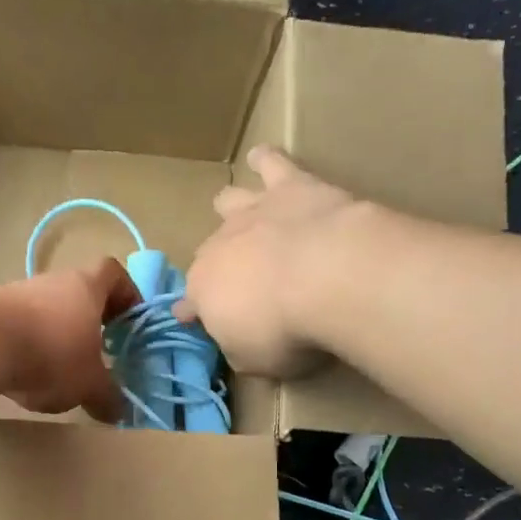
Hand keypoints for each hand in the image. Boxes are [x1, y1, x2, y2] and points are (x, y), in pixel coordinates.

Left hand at [0, 259, 140, 422]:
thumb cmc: (49, 354)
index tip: (130, 321)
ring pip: (48, 309)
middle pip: (79, 292)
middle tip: (100, 351)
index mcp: (86, 287)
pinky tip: (26, 374)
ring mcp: (18, 293)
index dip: (127, 293)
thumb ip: (107, 397)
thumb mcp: (88, 383)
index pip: (113, 273)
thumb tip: (119, 411)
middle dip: (92, 320)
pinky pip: (20, 325)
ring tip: (61, 370)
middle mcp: (53, 282)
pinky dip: (29, 345)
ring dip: (58, 334)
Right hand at [177, 147, 357, 377]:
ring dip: (232, 210)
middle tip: (243, 283)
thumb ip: (241, 351)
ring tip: (244, 215)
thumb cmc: (288, 331)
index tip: (200, 322)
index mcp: (203, 292)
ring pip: (228, 202)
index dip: (196, 314)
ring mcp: (252, 212)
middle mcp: (218, 247)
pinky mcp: (290, 185)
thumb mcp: (257, 363)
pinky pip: (271, 163)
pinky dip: (266, 159)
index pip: (190, 304)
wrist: (330, 278)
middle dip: (219, 267)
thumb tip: (237, 345)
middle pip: (209, 253)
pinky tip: (264, 156)